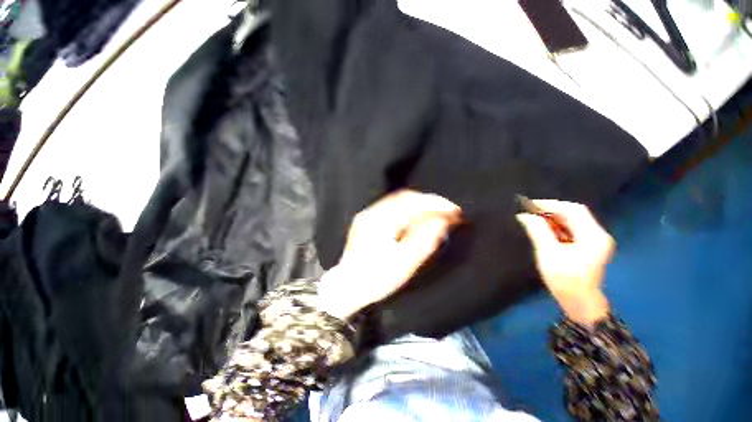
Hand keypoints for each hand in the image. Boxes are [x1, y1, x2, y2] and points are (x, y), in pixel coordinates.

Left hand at [318, 190, 461, 319]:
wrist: (346, 288)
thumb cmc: (374, 280)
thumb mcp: (403, 264)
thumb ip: (424, 242)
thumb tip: (443, 223)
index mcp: (379, 221)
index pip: (412, 203)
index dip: (435, 204)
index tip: (453, 210)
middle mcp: (372, 213)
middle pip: (405, 198)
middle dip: (429, 202)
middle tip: (448, 210)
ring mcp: (368, 215)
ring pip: (399, 201)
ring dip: (420, 205)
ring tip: (437, 213)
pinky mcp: (368, 220)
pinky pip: (393, 208)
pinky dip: (409, 210)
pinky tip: (418, 217)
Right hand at [516, 200, 613, 326]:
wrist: (579, 303)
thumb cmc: (565, 280)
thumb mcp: (548, 254)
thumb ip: (538, 231)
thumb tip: (524, 215)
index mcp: (593, 236)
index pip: (574, 210)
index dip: (551, 204)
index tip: (530, 205)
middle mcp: (598, 235)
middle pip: (575, 214)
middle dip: (551, 210)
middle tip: (529, 211)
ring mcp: (594, 241)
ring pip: (572, 221)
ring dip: (553, 218)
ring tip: (533, 218)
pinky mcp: (588, 246)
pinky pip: (571, 230)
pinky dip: (556, 226)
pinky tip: (543, 228)